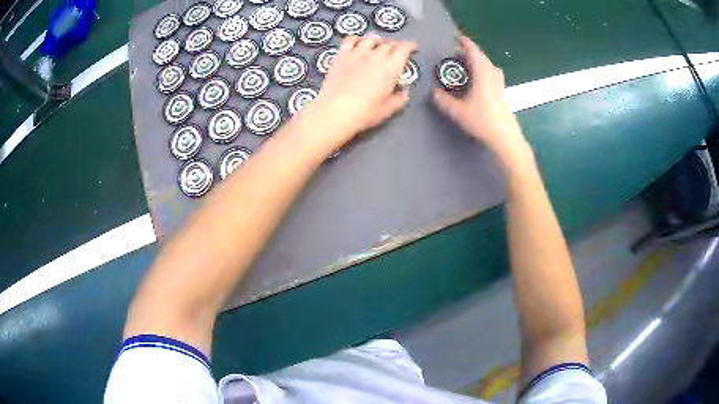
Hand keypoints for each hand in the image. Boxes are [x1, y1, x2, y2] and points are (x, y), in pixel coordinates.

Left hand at [307, 35, 416, 148]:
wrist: (334, 112)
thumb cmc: (364, 113)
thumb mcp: (387, 110)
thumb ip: (399, 99)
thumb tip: (404, 92)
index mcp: (391, 68)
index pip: (403, 49)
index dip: (410, 46)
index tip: (412, 47)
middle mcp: (375, 56)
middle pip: (388, 44)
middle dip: (395, 45)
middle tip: (396, 51)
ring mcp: (356, 54)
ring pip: (371, 39)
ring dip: (378, 40)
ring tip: (379, 45)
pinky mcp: (341, 56)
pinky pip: (350, 40)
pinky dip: (357, 38)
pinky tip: (358, 42)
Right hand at [432, 36, 530, 166]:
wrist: (505, 137)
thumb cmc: (482, 121)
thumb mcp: (458, 111)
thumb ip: (443, 100)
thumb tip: (433, 92)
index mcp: (482, 73)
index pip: (473, 51)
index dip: (465, 43)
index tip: (457, 37)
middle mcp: (492, 75)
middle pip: (482, 57)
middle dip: (470, 52)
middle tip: (456, 53)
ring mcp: (499, 84)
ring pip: (489, 66)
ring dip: (478, 62)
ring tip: (467, 66)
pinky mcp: (502, 93)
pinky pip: (492, 74)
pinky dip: (484, 71)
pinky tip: (479, 81)